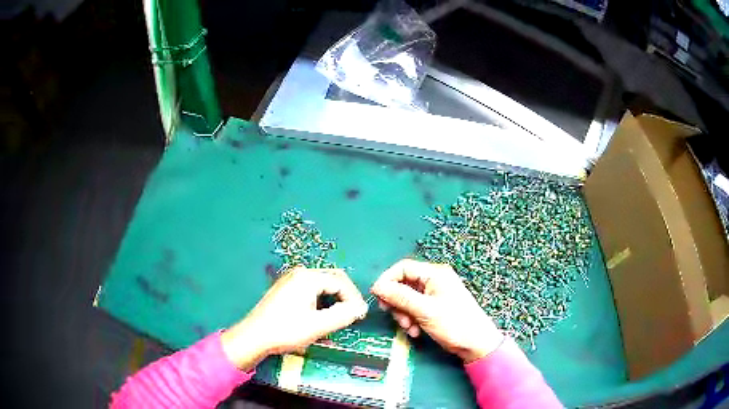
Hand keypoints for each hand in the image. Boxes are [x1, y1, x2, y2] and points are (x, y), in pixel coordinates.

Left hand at [221, 267, 368, 369]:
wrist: (254, 337)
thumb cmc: (286, 331)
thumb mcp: (318, 326)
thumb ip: (343, 315)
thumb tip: (360, 308)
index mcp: (308, 278)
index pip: (341, 282)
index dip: (354, 299)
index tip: (360, 316)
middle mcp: (300, 272)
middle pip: (332, 278)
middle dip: (346, 296)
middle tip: (353, 314)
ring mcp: (290, 279)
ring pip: (322, 284)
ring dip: (334, 298)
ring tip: (338, 316)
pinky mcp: (285, 288)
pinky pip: (310, 288)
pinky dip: (321, 299)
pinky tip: (321, 314)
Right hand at [371, 259, 503, 362]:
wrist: (476, 344)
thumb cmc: (454, 323)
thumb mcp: (424, 310)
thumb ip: (400, 297)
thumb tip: (376, 287)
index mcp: (435, 274)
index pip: (403, 268)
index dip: (387, 280)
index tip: (377, 297)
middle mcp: (434, 281)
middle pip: (403, 284)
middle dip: (397, 303)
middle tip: (395, 317)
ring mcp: (435, 295)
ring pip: (407, 299)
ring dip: (403, 314)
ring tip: (410, 328)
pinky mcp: (435, 308)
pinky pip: (415, 309)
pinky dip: (411, 319)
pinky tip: (416, 332)